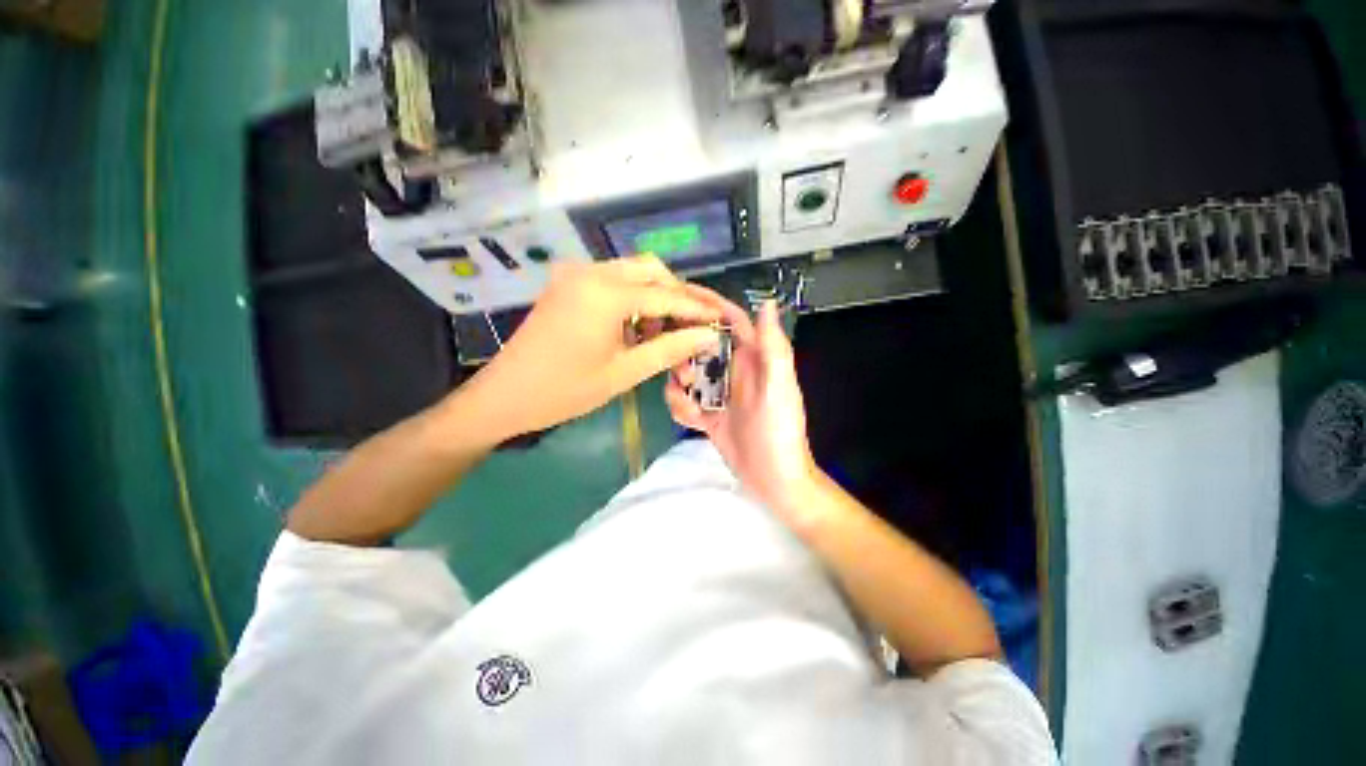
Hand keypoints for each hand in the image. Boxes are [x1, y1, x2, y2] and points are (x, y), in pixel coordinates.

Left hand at [459, 256, 745, 440]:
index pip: (667, 296)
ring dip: (655, 296)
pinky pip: (612, 281)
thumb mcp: (625, 372)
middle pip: (651, 270)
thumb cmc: (566, 390)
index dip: (697, 309)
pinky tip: (637, 327)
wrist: (505, 396)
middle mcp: (592, 272)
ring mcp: (576, 275)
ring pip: (632, 272)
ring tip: (663, 333)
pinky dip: (632, 298)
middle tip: (694, 325)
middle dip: (677, 296)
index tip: (722, 318)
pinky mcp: (568, 284)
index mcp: (607, 293)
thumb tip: (709, 335)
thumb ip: (670, 349)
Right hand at [665, 301, 821, 524]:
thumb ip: (773, 348)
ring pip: (687, 373)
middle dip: (684, 352)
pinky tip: (691, 420)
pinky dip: (681, 407)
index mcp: (753, 359)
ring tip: (688, 403)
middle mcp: (734, 370)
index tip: (678, 295)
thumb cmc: (781, 433)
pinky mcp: (708, 415)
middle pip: (700, 344)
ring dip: (680, 385)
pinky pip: (684, 401)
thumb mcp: (780, 389)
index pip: (729, 320)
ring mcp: (719, 393)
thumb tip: (766, 303)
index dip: (707, 304)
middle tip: (682, 373)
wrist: (775, 481)